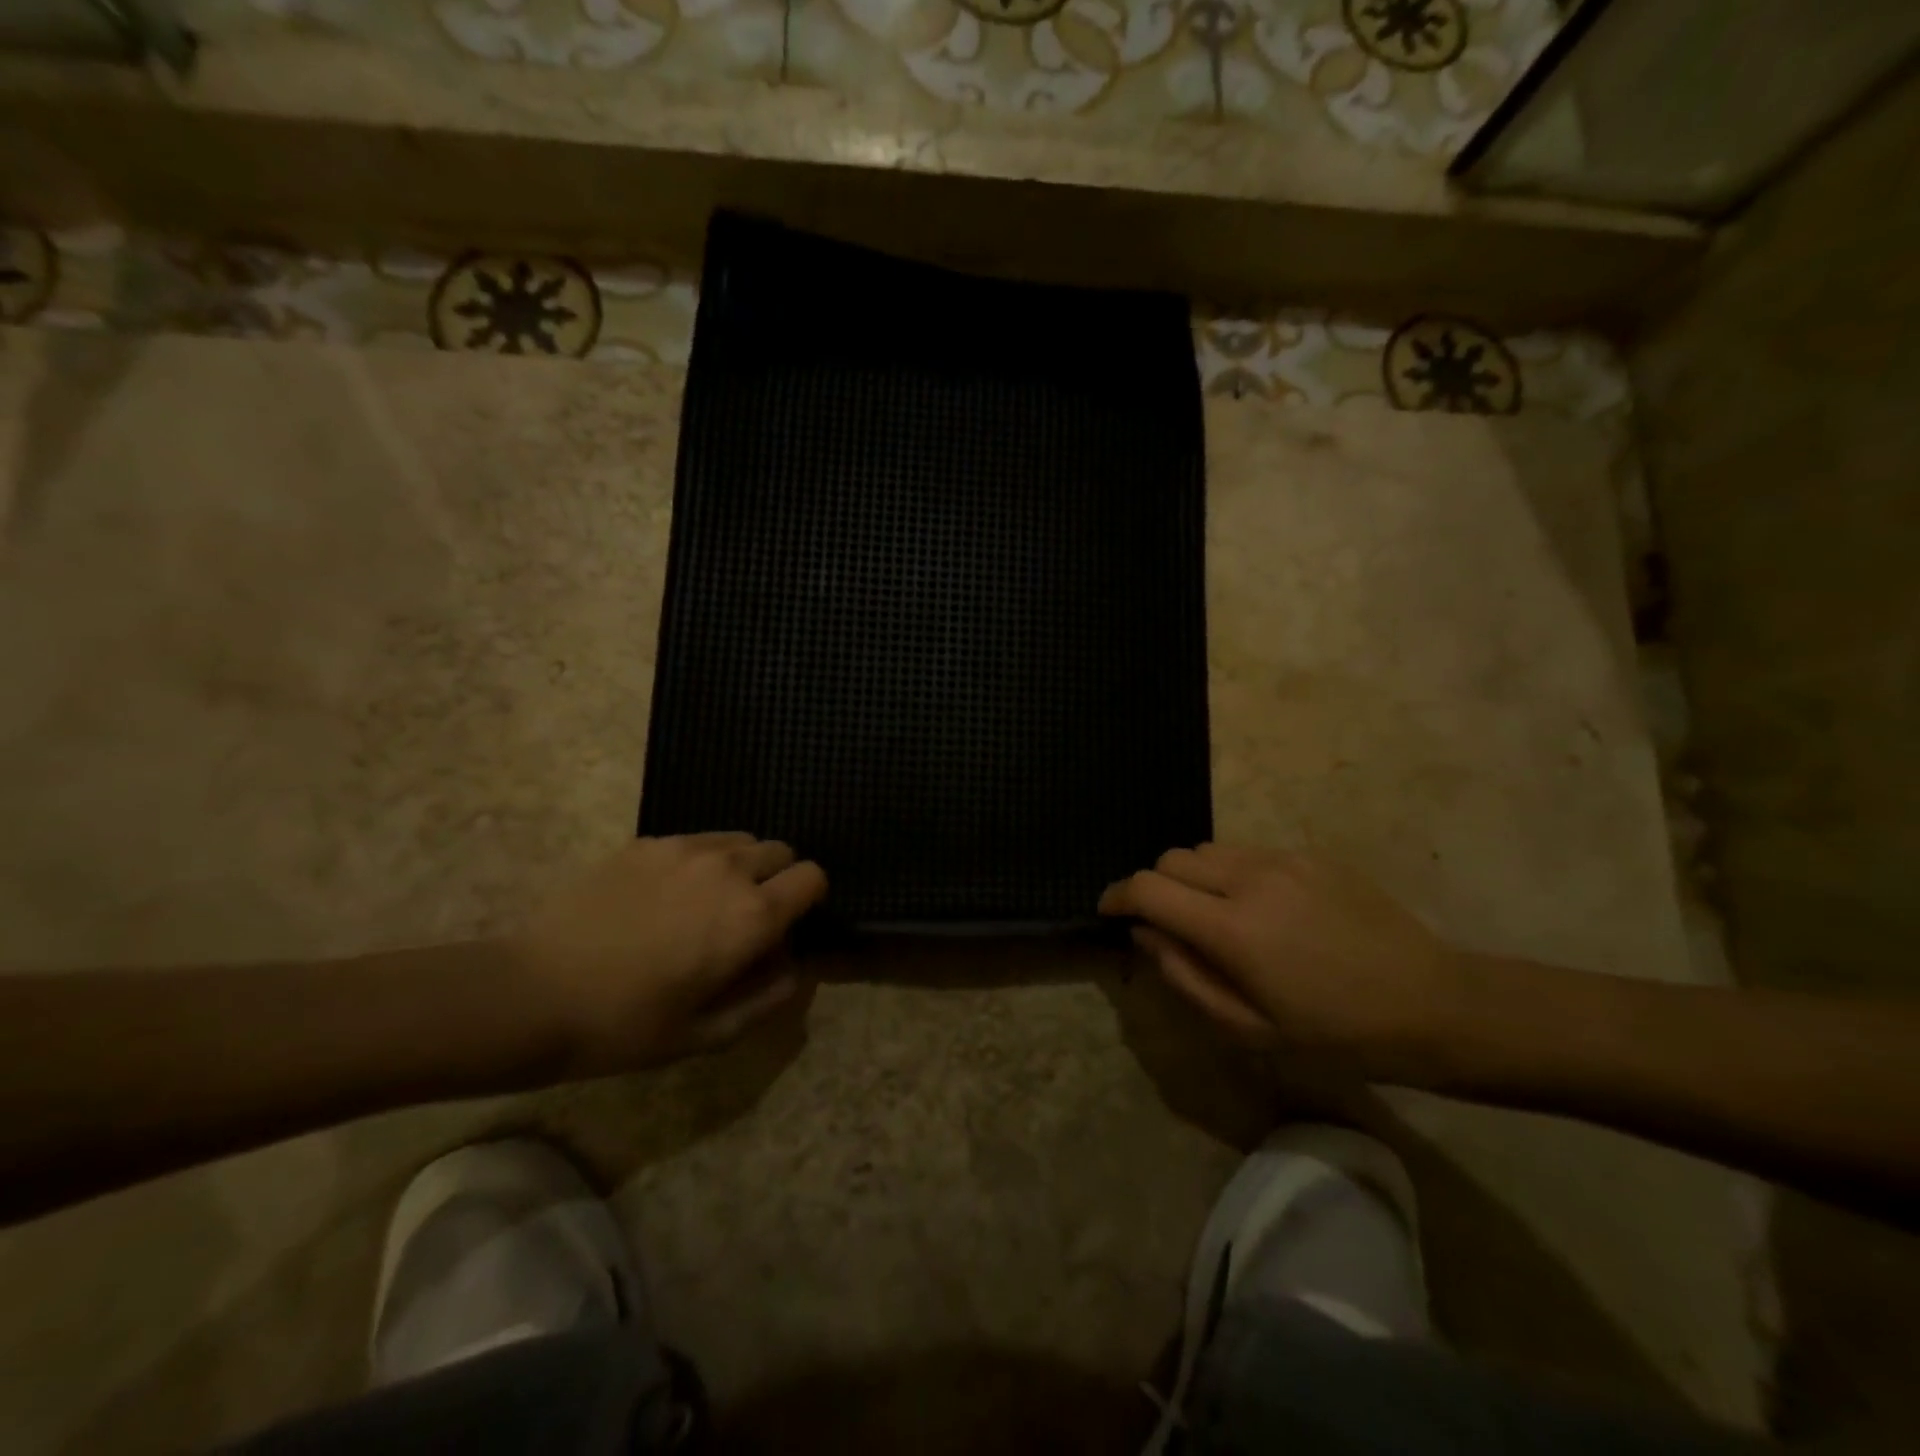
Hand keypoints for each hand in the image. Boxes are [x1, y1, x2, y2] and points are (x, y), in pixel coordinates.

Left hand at [512, 833, 827, 1074]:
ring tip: (705, 902)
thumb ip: (768, 998)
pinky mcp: (645, 843)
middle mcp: (728, 869)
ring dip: (739, 866)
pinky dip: (699, 860)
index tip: (787, 925)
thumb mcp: (707, 1034)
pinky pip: (694, 840)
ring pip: (738, 840)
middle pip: (780, 851)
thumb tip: (796, 967)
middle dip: (777, 879)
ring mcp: (683, 849)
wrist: (533, 993)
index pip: (812, 877)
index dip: (809, 899)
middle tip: (745, 917)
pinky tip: (662, 895)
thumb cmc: (626, 1025)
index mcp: (752, 915)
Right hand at [1098, 844, 1464, 1078]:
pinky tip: (1263, 909)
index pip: (1148, 888)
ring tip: (1217, 915)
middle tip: (1171, 924)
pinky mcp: (1310, 855)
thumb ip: (1185, 977)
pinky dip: (1232, 873)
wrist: (1432, 1003)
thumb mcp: (1250, 1029)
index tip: (1108, 911)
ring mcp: (1283, 860)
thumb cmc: (1336, 1033)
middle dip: (1156, 886)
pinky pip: (1248, 852)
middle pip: (1172, 859)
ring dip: (1194, 877)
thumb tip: (1145, 934)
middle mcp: (1250, 879)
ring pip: (1208, 850)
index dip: (1117, 896)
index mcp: (1232, 928)